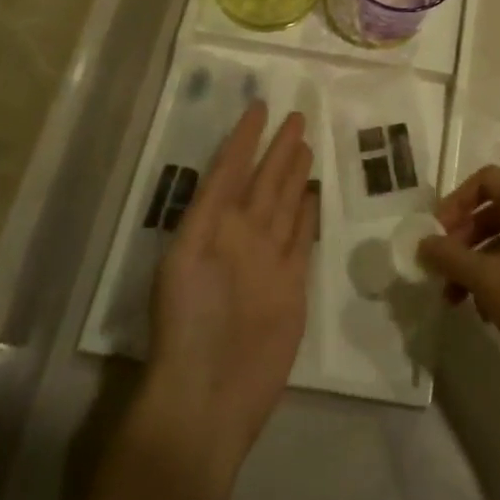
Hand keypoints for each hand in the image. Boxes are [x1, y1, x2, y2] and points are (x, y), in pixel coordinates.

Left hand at [146, 102, 314, 462]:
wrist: (211, 394)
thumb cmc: (189, 324)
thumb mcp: (184, 259)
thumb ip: (207, 213)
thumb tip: (229, 170)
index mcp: (210, 226)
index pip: (231, 169)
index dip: (244, 139)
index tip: (260, 106)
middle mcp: (241, 236)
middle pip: (264, 181)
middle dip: (278, 149)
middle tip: (298, 116)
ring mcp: (269, 259)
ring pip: (286, 204)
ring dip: (294, 174)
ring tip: (306, 144)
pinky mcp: (292, 283)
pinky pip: (302, 237)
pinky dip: (309, 214)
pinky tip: (315, 193)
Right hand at [418, 165, 499, 395]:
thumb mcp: (484, 278)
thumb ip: (448, 255)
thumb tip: (424, 243)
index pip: (487, 179)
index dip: (456, 201)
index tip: (437, 233)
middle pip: (497, 210)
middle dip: (464, 238)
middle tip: (442, 268)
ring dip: (479, 262)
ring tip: (457, 298)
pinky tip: (488, 311)